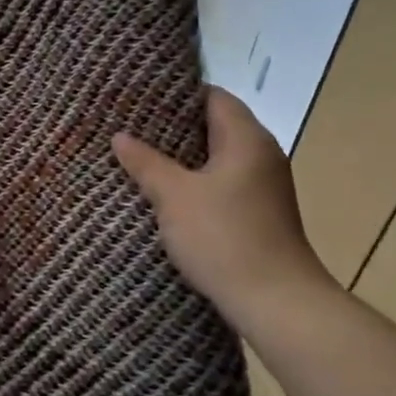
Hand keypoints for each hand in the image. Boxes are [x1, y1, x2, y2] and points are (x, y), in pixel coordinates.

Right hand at [112, 87, 335, 323]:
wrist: (275, 302)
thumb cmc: (224, 238)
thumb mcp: (174, 197)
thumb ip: (146, 163)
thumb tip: (120, 136)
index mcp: (247, 139)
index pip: (213, 96)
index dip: (177, 94)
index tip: (140, 97)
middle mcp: (261, 154)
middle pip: (215, 125)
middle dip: (173, 126)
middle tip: (130, 126)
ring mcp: (263, 186)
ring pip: (217, 157)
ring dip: (183, 157)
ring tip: (140, 156)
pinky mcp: (258, 213)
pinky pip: (222, 182)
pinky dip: (196, 181)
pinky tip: (166, 192)